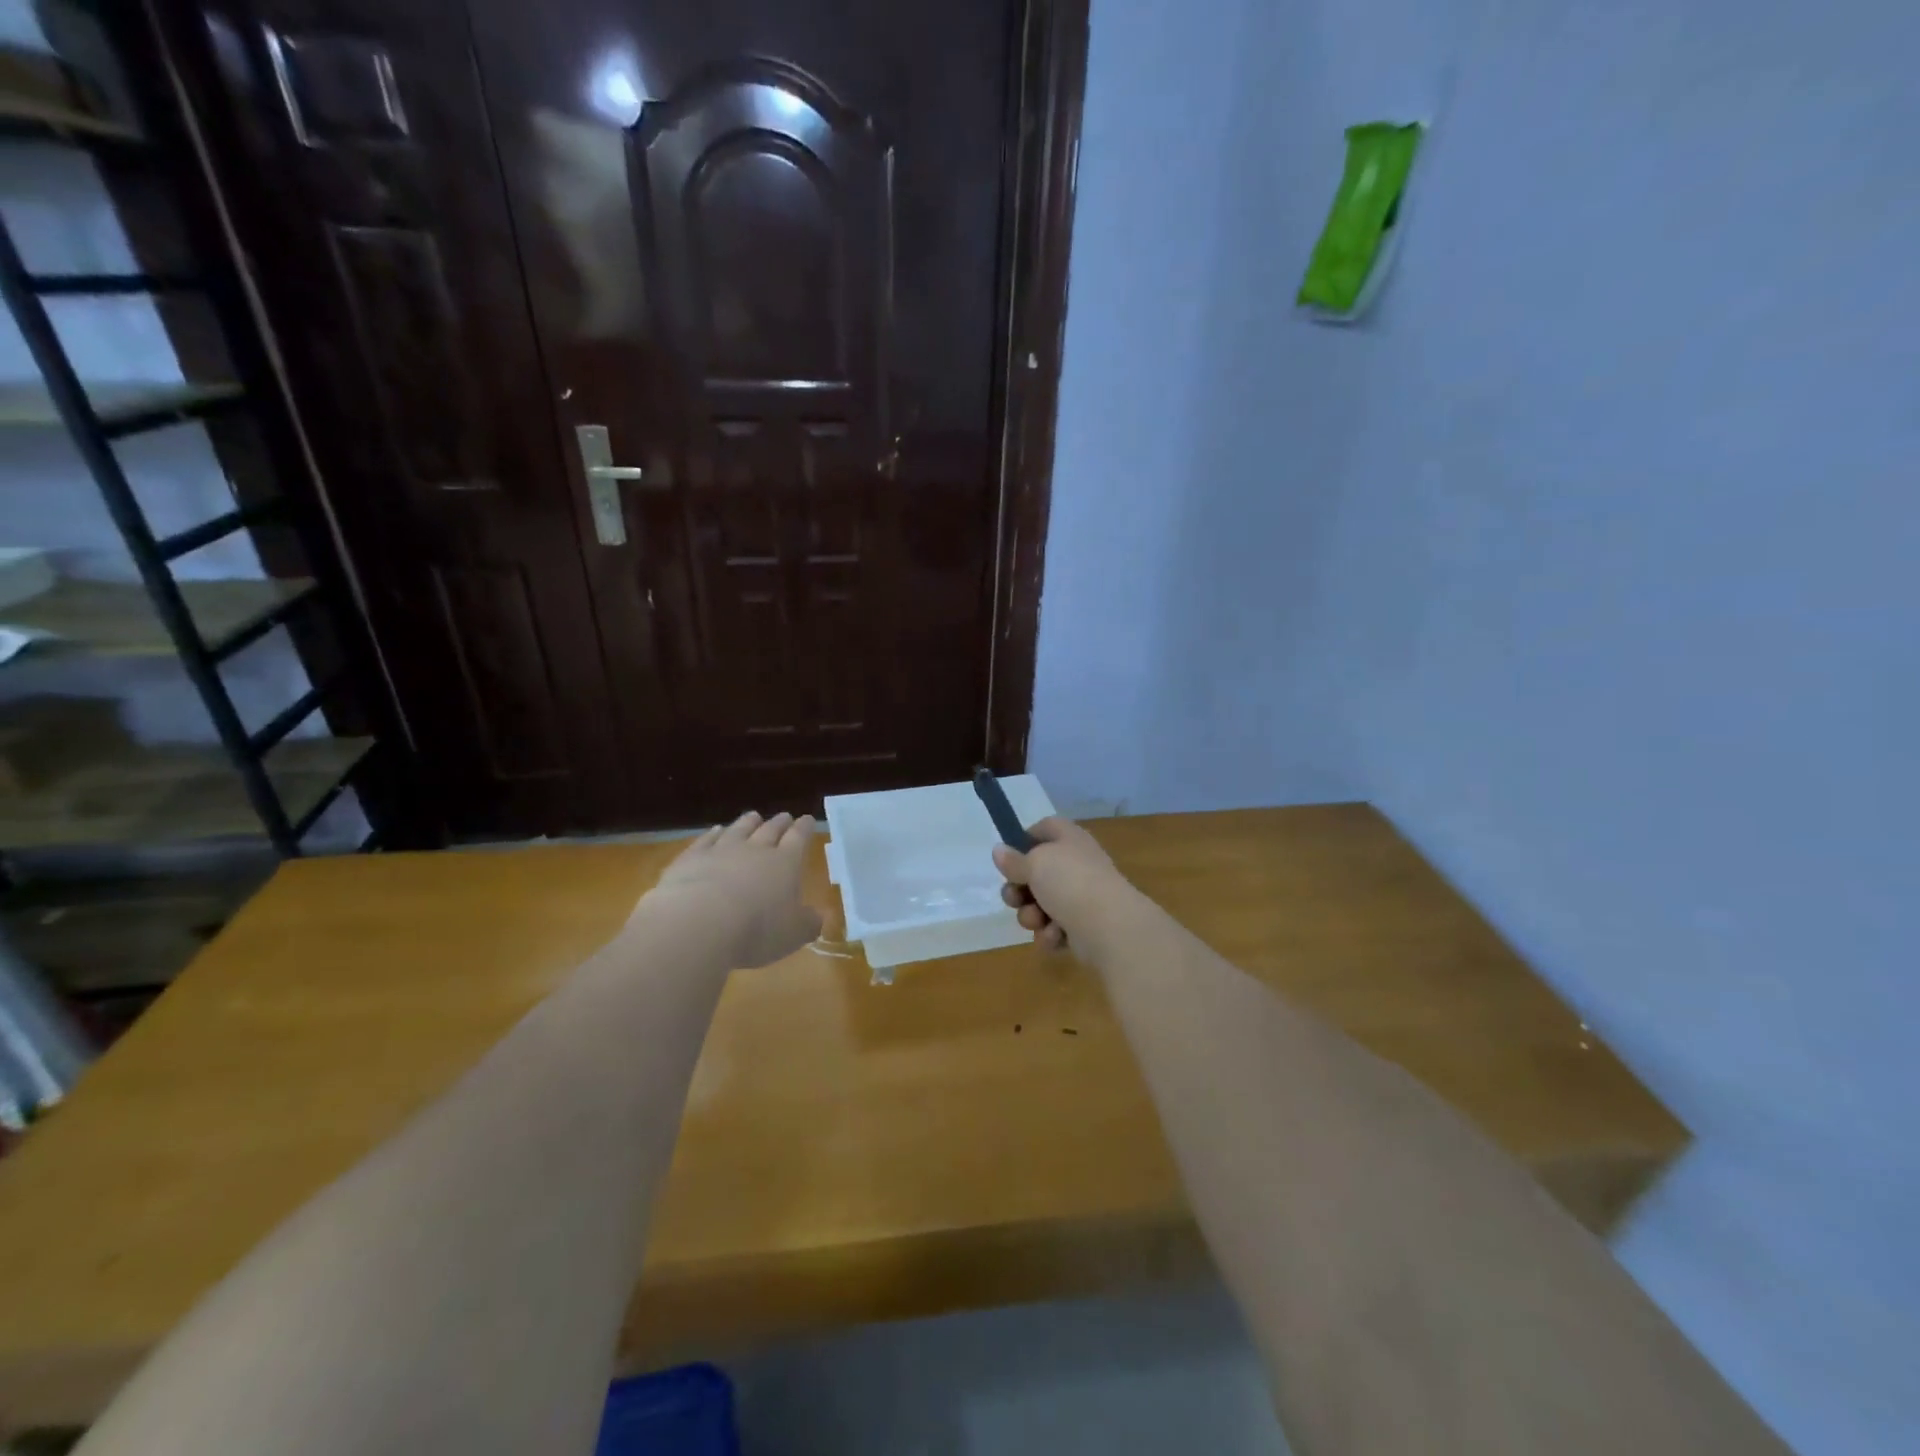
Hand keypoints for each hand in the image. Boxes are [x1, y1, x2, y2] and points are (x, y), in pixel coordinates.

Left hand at [638, 811, 823, 968]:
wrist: (698, 923)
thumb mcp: (794, 934)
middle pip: (770, 829)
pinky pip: (706, 840)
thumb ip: (809, 923)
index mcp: (785, 863)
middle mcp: (755, 850)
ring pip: (739, 829)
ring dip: (748, 822)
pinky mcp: (692, 858)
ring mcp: (721, 850)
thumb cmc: (756, 930)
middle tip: (785, 816)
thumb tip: (818, 917)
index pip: (799, 838)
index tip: (808, 819)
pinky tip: (716, 830)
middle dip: (780, 823)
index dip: (805, 828)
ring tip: (754, 816)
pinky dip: (713, 833)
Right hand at [993, 816, 1133, 955]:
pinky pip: (1054, 928)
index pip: (1046, 828)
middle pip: (1037, 872)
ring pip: (1041, 904)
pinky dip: (1050, 934)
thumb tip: (999, 850)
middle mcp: (1076, 865)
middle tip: (1014, 898)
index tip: (1009, 856)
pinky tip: (1055, 936)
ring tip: (1037, 920)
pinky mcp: (1082, 927)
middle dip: (1019, 889)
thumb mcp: (1035, 863)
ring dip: (1031, 915)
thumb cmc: (1070, 882)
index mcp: (1070, 840)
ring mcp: (1081, 897)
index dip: (1025, 838)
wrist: (1108, 927)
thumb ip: (1014, 860)